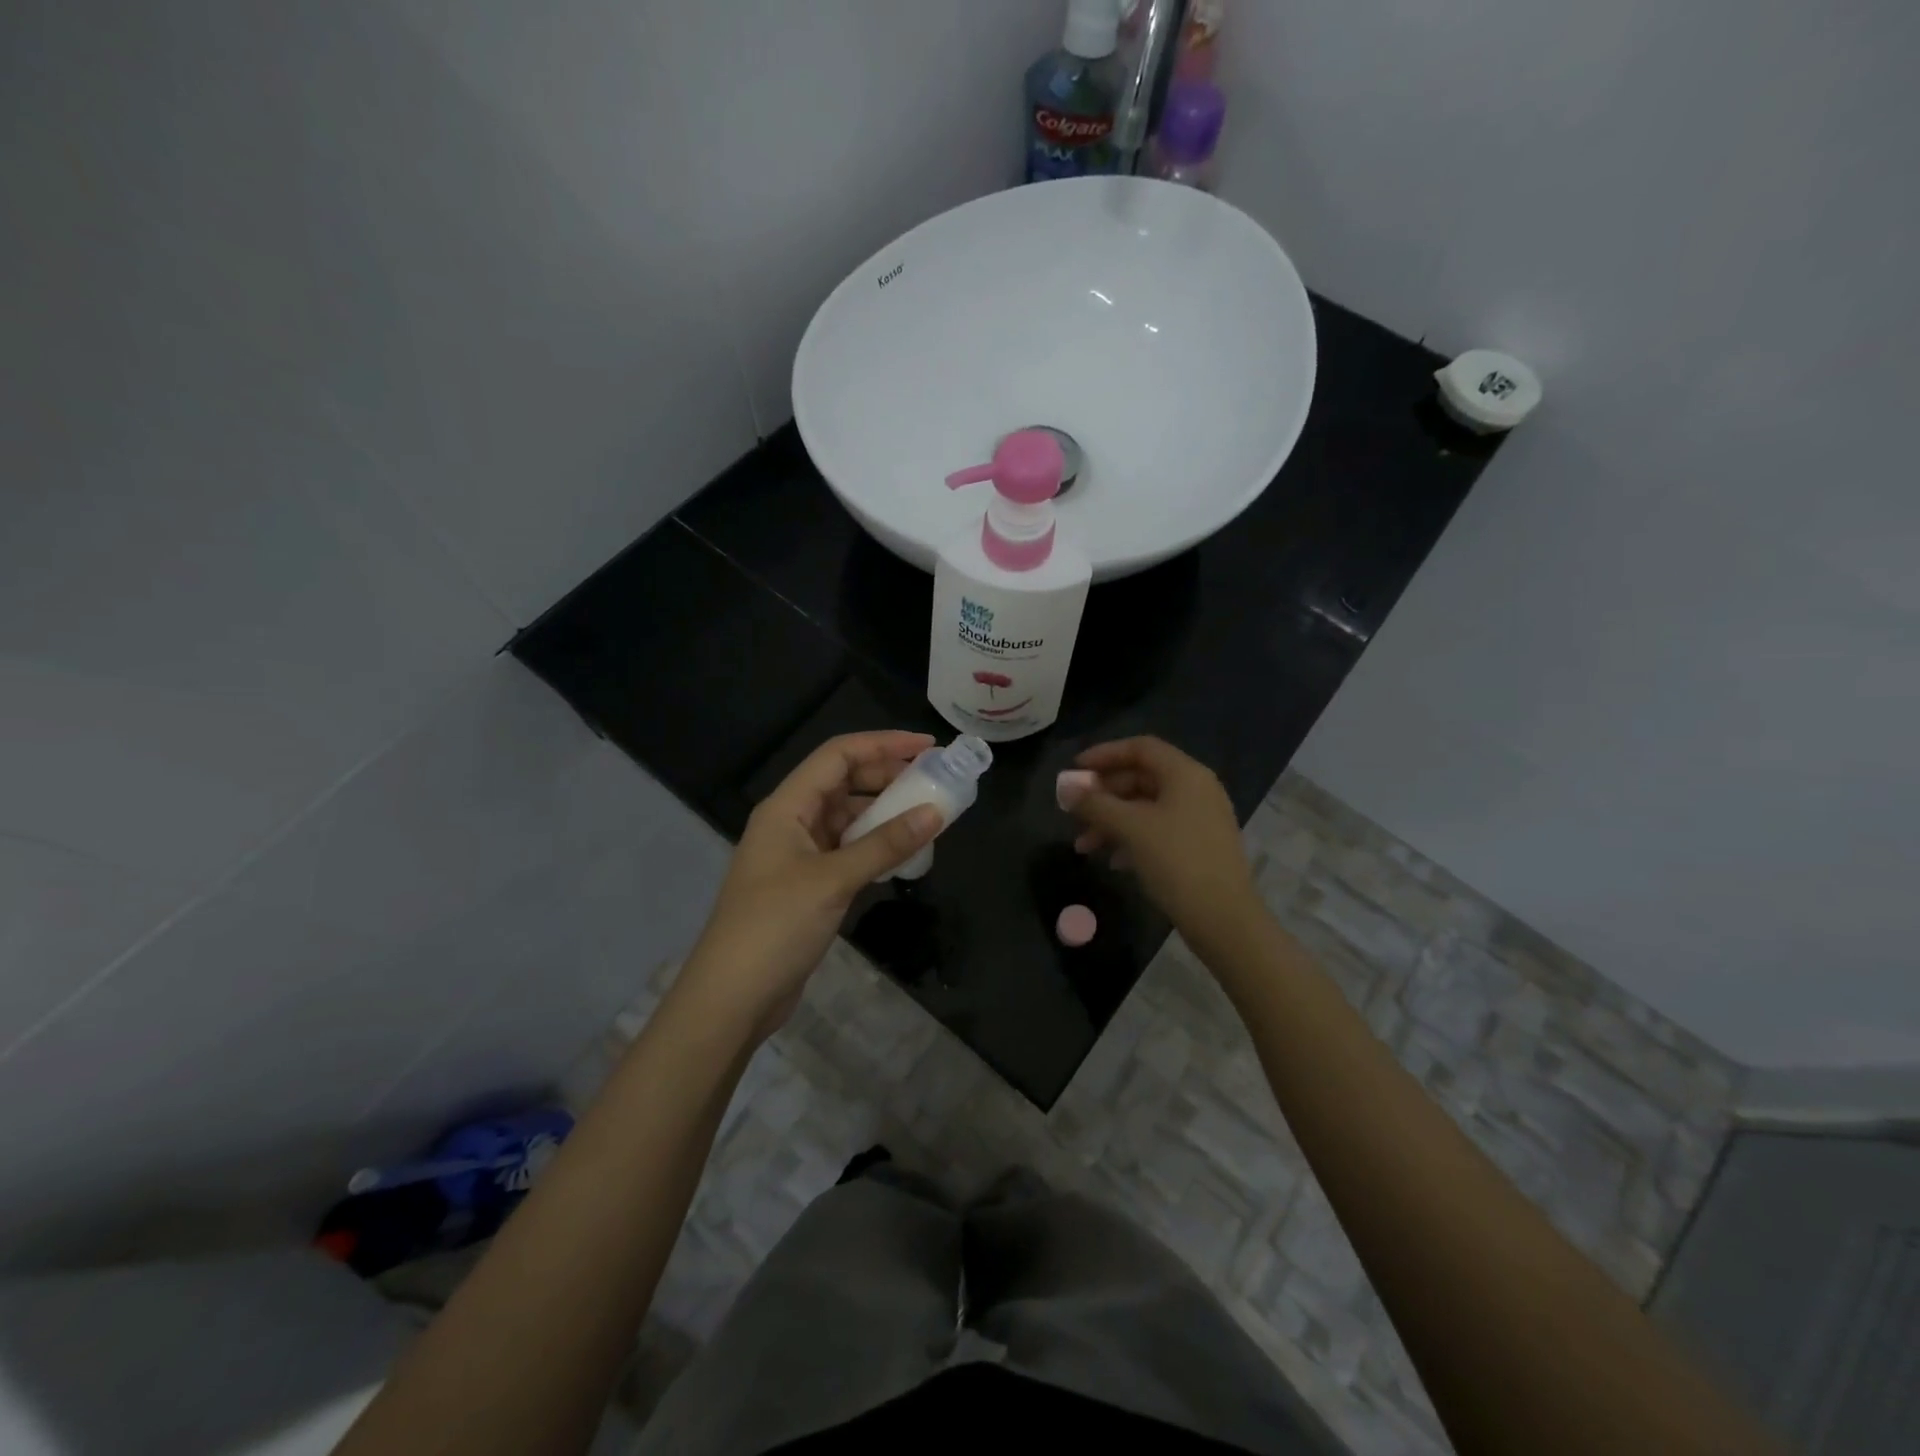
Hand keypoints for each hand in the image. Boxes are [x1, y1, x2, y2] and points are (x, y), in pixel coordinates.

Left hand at [673, 731, 942, 1044]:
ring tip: (928, 815)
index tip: (927, 747)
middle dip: (888, 776)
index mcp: (787, 806)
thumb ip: (885, 844)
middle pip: (844, 782)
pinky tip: (905, 853)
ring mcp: (799, 854)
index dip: (883, 744)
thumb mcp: (833, 880)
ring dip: (884, 813)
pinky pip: (848, 849)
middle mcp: (792, 821)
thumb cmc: (775, 926)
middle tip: (934, 782)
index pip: (838, 755)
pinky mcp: (809, 884)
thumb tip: (936, 812)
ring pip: (848, 818)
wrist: (732, 998)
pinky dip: (876, 846)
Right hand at [1061, 736, 1260, 942]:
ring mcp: (1200, 819)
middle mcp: (1196, 789)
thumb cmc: (1176, 861)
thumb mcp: (1130, 828)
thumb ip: (1095, 804)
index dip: (1104, 754)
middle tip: (1074, 811)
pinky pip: (1158, 830)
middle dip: (1103, 795)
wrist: (1223, 918)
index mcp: (1185, 774)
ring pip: (1146, 808)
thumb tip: (1064, 788)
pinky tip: (1112, 861)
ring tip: (1083, 846)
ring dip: (1112, 821)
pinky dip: (1131, 839)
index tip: (1074, 770)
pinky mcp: (1198, 847)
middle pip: (1141, 778)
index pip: (1140, 748)